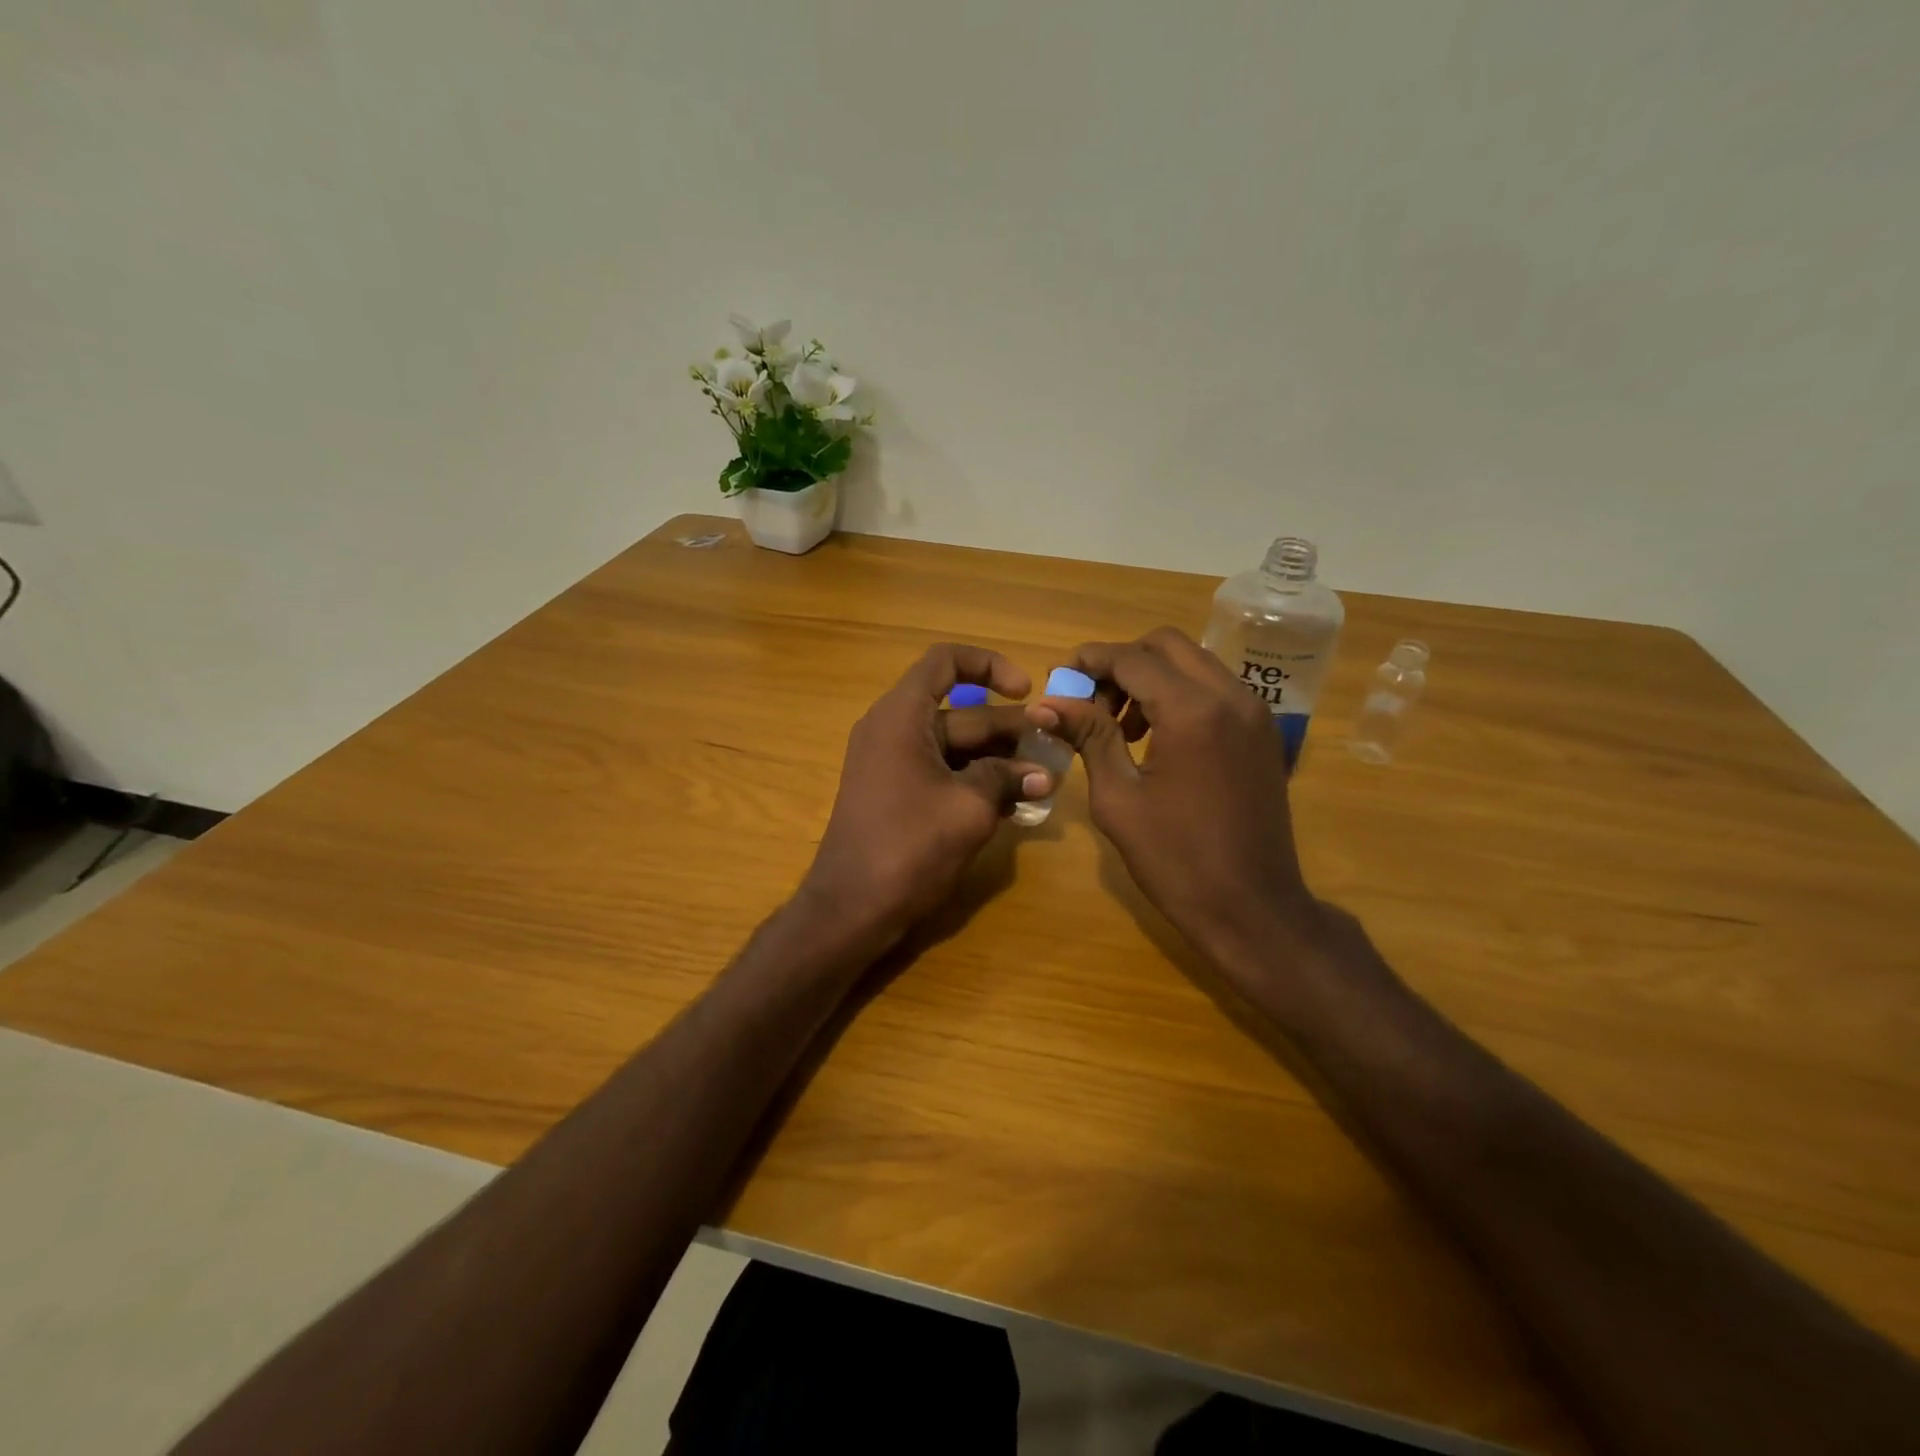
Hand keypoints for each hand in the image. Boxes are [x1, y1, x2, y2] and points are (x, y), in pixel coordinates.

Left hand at [801, 644, 1050, 951]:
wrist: (852, 908)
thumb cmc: (908, 846)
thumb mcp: (969, 807)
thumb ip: (1007, 779)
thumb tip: (1043, 774)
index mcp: (903, 715)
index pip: (946, 661)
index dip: (990, 665)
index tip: (1026, 691)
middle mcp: (894, 729)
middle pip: (961, 712)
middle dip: (1010, 729)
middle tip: (1056, 751)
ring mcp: (894, 764)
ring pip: (956, 747)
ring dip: (999, 760)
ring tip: (1044, 781)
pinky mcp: (898, 794)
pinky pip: (944, 773)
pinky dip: (977, 782)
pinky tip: (1015, 804)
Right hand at [1025, 627, 1324, 975]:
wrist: (1253, 909)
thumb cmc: (1176, 860)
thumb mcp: (1119, 798)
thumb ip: (1088, 738)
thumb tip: (1045, 704)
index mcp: (1193, 711)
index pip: (1132, 658)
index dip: (1089, 661)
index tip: (1059, 680)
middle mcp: (1231, 696)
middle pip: (1166, 645)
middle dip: (1121, 663)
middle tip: (1091, 704)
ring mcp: (1254, 712)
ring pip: (1193, 663)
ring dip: (1151, 678)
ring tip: (1121, 728)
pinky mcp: (1262, 732)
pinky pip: (1214, 689)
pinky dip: (1179, 695)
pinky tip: (1156, 739)